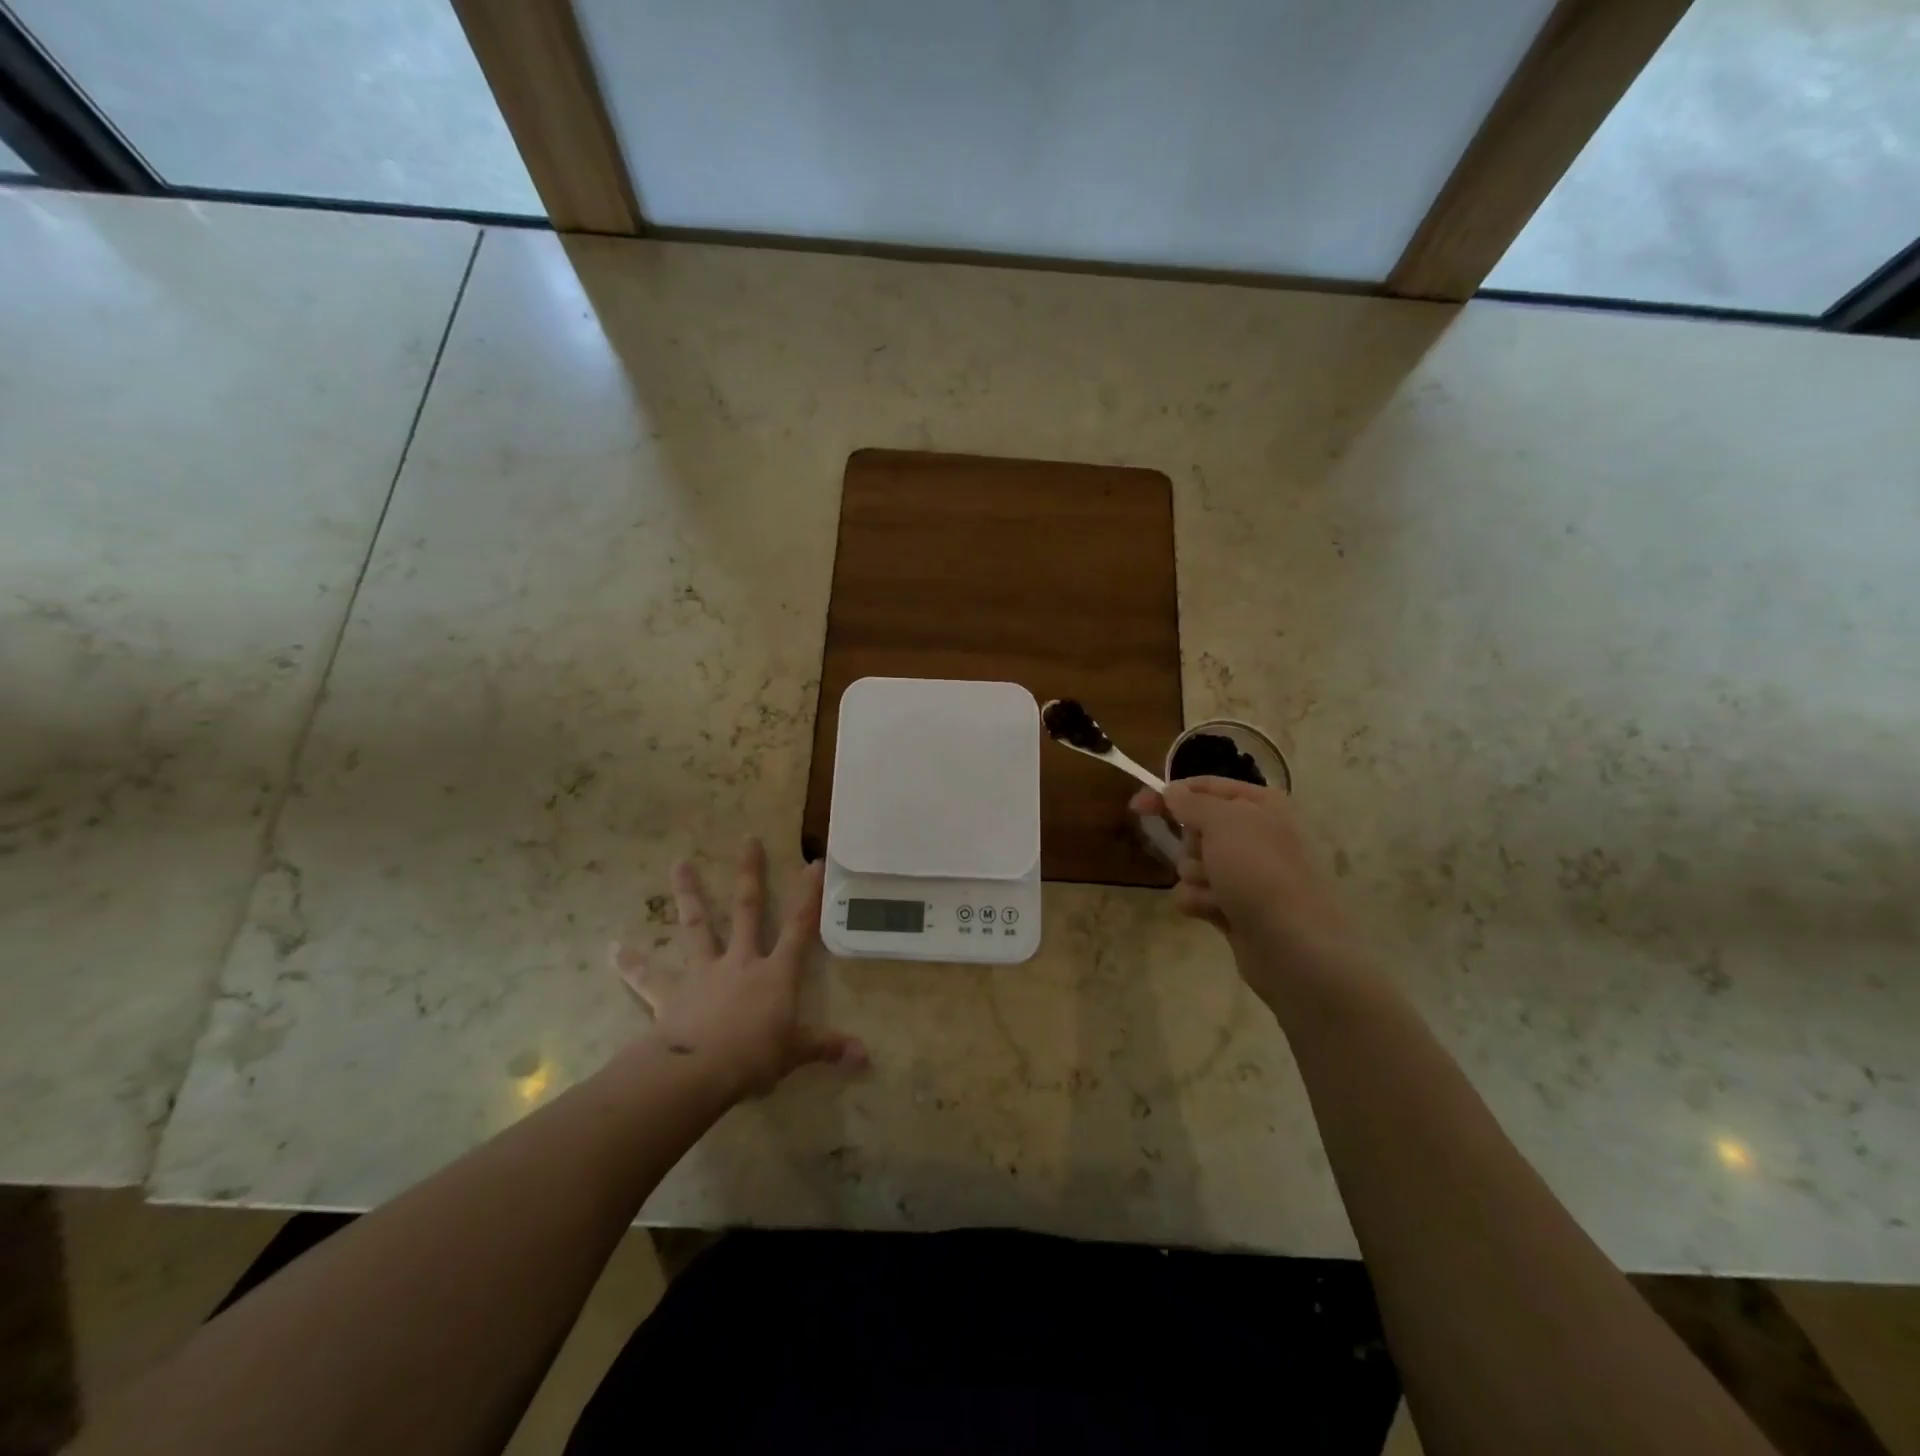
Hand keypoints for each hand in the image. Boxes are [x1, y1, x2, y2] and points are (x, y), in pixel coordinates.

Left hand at [613, 838, 866, 1099]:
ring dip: (688, 894)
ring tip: (678, 863)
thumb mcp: (796, 1052)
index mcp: (775, 973)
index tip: (812, 862)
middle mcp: (740, 961)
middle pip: (747, 910)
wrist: (699, 1071)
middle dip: (751, 874)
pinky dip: (631, 964)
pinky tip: (614, 949)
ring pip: (697, 926)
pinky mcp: (670, 993)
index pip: (799, 926)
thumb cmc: (755, 1057)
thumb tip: (866, 1057)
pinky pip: (648, 977)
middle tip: (748, 839)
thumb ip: (827, 1047)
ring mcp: (703, 972)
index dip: (808, 895)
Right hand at [1131, 777, 1372, 1009]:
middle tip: (1208, 856)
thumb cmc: (1259, 870)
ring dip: (1196, 877)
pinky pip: (1195, 894)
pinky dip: (1199, 902)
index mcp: (1261, 805)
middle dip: (1191, 845)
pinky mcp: (1233, 906)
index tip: (1137, 805)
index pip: (1206, 786)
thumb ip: (1191, 802)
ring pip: (1191, 863)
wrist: (1291, 943)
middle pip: (1195, 828)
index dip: (1171, 793)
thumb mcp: (1223, 822)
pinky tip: (1217, 912)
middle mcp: (1255, 835)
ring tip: (1218, 892)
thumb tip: (1172, 793)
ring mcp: (1244, 874)